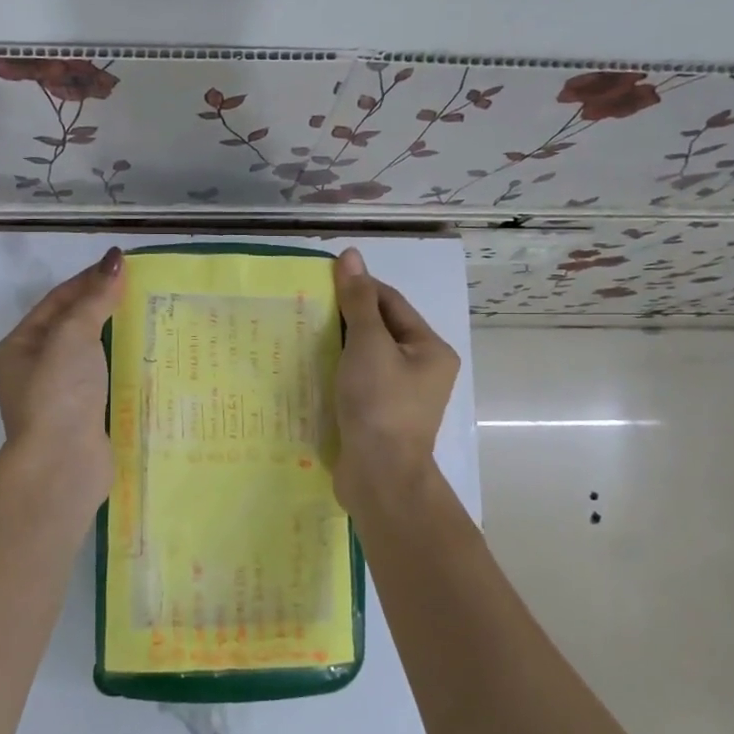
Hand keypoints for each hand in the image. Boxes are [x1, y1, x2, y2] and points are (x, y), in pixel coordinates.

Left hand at [0, 248, 125, 503]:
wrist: (63, 464)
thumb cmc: (60, 392)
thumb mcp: (74, 335)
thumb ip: (95, 298)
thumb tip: (114, 260)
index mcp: (19, 347)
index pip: (56, 301)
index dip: (88, 279)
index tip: (122, 265)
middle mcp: (34, 371)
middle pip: (72, 328)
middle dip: (104, 308)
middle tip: (142, 291)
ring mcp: (59, 398)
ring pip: (91, 357)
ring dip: (117, 338)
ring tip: (152, 320)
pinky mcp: (84, 419)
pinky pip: (105, 382)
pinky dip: (124, 368)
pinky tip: (149, 360)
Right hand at [332, 248, 458, 513]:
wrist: (380, 478)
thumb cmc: (380, 405)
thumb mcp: (368, 345)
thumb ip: (358, 301)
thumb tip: (351, 255)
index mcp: (430, 349)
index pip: (392, 303)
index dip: (359, 287)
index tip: (322, 278)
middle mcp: (422, 370)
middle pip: (381, 330)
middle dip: (346, 318)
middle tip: (307, 305)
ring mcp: (402, 397)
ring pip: (367, 358)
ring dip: (339, 345)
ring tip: (304, 333)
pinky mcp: (380, 417)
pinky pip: (359, 383)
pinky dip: (338, 372)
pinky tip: (312, 368)